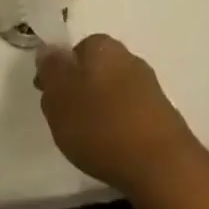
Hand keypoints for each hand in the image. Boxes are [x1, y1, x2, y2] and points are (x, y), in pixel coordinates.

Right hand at [36, 34, 208, 203]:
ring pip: (111, 91)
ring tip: (87, 141)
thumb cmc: (100, 125)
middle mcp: (127, 56)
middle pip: (93, 70)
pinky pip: (128, 112)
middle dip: (79, 92)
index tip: (49, 101)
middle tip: (65, 122)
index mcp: (101, 45)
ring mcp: (147, 83)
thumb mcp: (59, 96)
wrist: (159, 163)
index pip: (73, 51)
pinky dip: (117, 125)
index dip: (58, 75)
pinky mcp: (160, 112)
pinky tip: (112, 148)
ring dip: (98, 110)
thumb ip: (51, 69)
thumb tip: (49, 50)